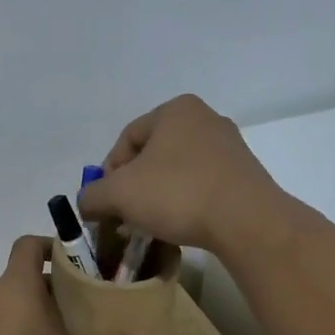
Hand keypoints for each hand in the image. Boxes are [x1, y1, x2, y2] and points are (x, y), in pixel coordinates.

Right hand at [76, 95, 281, 254]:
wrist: (246, 221)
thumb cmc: (177, 194)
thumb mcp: (119, 194)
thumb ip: (92, 196)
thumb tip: (87, 204)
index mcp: (175, 110)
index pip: (127, 139)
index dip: (108, 173)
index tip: (106, 203)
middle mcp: (205, 119)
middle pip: (153, 155)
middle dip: (134, 186)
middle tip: (125, 215)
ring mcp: (230, 147)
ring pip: (178, 171)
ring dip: (159, 196)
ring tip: (152, 224)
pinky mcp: (245, 175)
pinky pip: (202, 185)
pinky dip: (186, 203)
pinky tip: (181, 225)